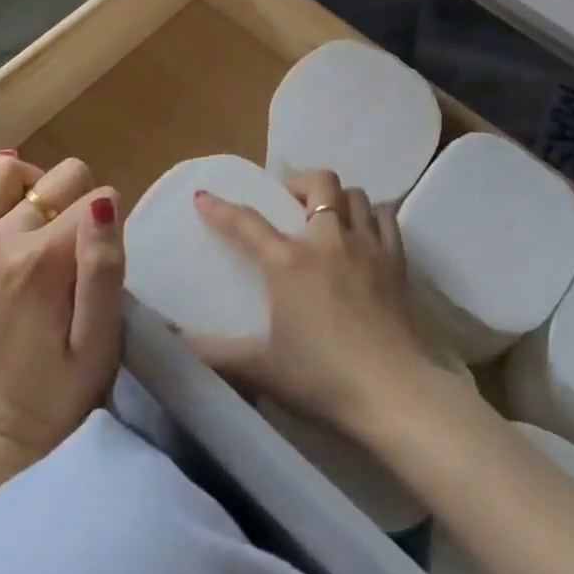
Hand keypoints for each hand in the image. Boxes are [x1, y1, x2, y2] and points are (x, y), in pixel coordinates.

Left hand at [0, 152, 123, 459]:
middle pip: (59, 177)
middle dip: (81, 200)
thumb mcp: (102, 335)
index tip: (104, 262)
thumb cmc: (66, 384)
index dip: (111, 223)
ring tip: (48, 217)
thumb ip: (105, 265)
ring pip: (6, 172)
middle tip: (80, 250)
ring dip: (36, 185)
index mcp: (41, 262)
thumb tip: (105, 199)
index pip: (96, 198)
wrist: (4, 430)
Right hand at [189, 170, 439, 440]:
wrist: (391, 390)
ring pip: (355, 194)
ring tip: (328, 217)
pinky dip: (371, 216)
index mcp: (289, 262)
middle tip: (288, 202)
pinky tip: (364, 234)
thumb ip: (216, 354)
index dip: (221, 208)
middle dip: (300, 182)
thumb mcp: (260, 369)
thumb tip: (177, 342)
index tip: (204, 197)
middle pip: (319, 182)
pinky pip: (385, 218)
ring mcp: (367, 245)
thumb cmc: (321, 378)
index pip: (247, 223)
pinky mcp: (396, 259)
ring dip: (338, 198)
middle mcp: (328, 240)